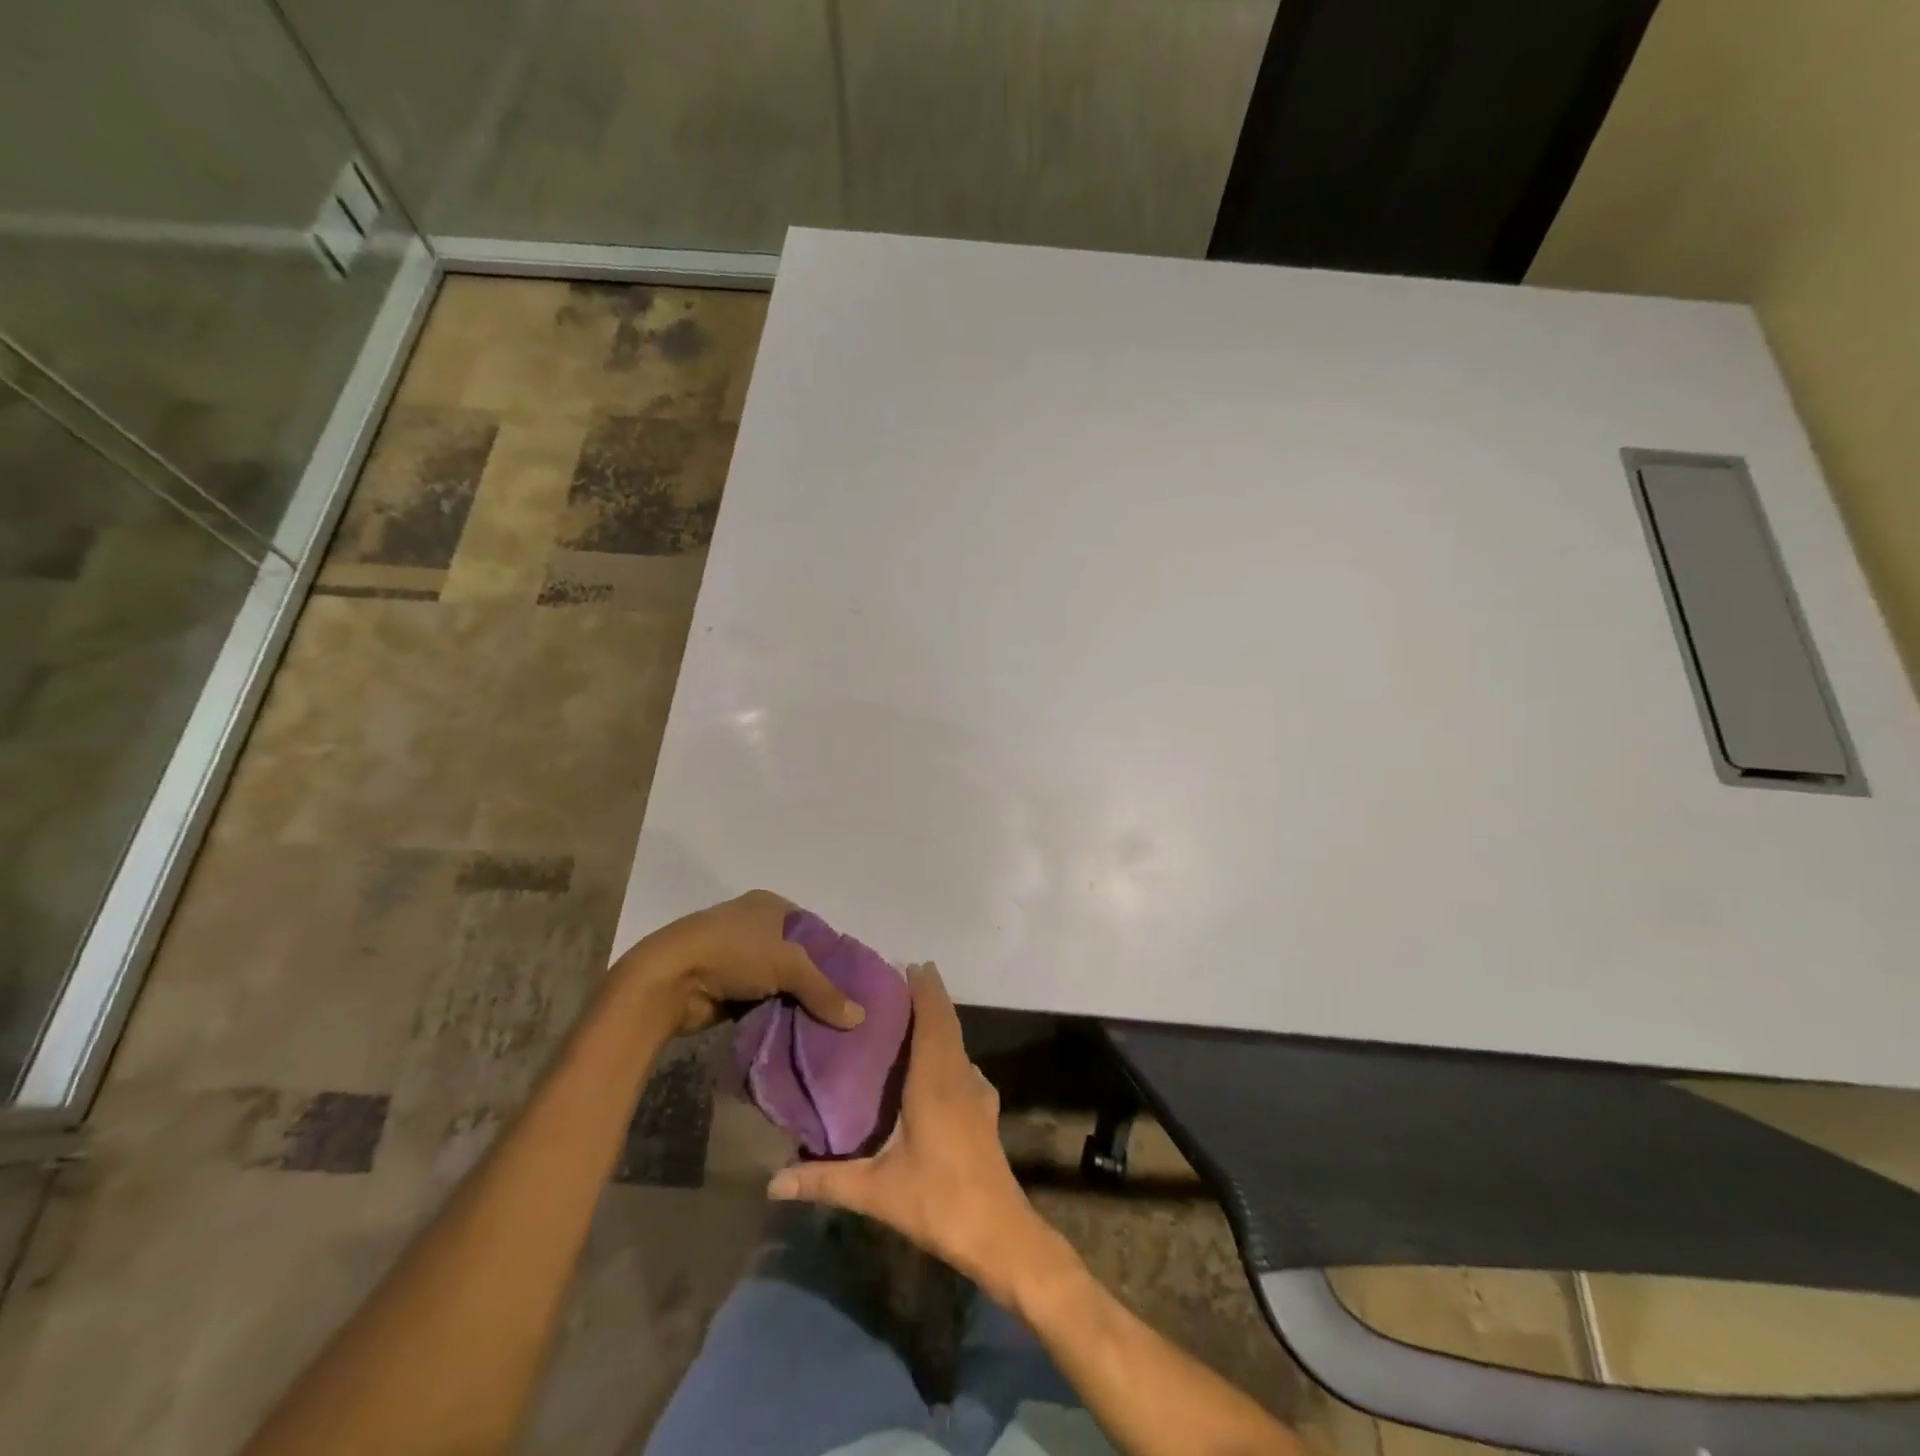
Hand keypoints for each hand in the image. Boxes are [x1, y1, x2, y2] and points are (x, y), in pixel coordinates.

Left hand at [617, 890, 865, 1036]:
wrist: (668, 979)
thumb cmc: (733, 953)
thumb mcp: (788, 966)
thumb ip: (824, 991)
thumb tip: (860, 1017)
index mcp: (769, 904)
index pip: (813, 928)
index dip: (832, 954)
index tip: (851, 983)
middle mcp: (753, 924)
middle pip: (795, 956)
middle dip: (813, 982)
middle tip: (839, 1009)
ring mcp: (735, 955)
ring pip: (776, 981)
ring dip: (791, 1001)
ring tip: (821, 1024)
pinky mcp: (721, 984)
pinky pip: (757, 1000)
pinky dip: (771, 1013)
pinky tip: (791, 1030)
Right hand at [768, 964, 1057, 1301]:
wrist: (1000, 1235)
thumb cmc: (938, 1201)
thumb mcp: (876, 1193)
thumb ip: (825, 1181)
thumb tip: (771, 1183)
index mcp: (936, 1080)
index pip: (932, 1018)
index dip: (924, 988)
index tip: (907, 963)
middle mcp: (960, 1076)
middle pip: (947, 1023)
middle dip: (929, 997)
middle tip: (900, 980)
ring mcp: (978, 1094)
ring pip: (958, 1043)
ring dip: (940, 1022)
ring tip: (909, 1017)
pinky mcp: (985, 1112)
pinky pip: (963, 1065)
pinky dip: (948, 1050)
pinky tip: (932, 1068)